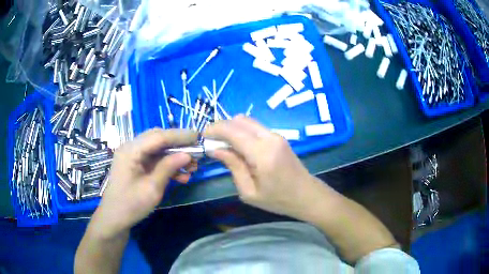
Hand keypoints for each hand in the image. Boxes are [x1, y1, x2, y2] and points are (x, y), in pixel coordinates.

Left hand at [89, 128, 197, 238]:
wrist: (115, 218)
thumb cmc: (131, 205)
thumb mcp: (152, 188)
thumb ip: (168, 168)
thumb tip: (187, 154)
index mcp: (131, 151)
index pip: (158, 136)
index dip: (179, 136)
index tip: (198, 137)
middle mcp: (131, 147)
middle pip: (158, 138)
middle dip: (178, 144)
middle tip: (196, 151)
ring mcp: (132, 155)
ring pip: (158, 149)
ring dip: (175, 156)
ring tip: (192, 167)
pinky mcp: (136, 164)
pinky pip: (154, 160)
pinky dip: (167, 165)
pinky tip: (181, 176)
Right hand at [204, 115, 324, 219]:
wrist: (307, 195)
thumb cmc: (278, 200)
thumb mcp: (249, 191)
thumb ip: (233, 166)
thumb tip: (215, 149)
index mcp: (262, 153)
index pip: (233, 131)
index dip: (214, 130)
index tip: (202, 136)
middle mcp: (270, 138)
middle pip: (239, 120)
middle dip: (221, 127)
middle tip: (211, 141)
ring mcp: (276, 135)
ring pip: (247, 121)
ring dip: (232, 128)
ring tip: (223, 145)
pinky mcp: (279, 137)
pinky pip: (255, 127)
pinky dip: (242, 131)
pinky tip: (238, 146)